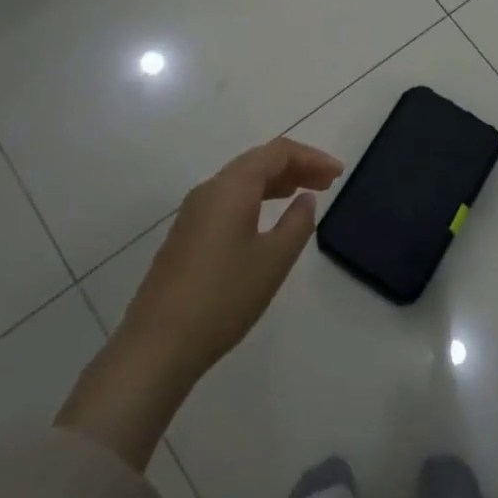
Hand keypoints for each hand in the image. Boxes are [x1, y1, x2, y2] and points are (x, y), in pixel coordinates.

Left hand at [57, 138, 342, 467]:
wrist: (158, 344)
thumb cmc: (224, 297)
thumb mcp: (273, 261)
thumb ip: (297, 224)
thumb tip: (306, 199)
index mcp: (232, 187)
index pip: (278, 152)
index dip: (312, 157)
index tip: (339, 173)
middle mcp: (210, 189)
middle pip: (258, 161)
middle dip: (296, 166)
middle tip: (329, 182)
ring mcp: (194, 212)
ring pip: (242, 180)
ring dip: (277, 182)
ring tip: (306, 195)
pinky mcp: (187, 234)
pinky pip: (229, 200)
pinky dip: (257, 198)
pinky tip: (268, 218)